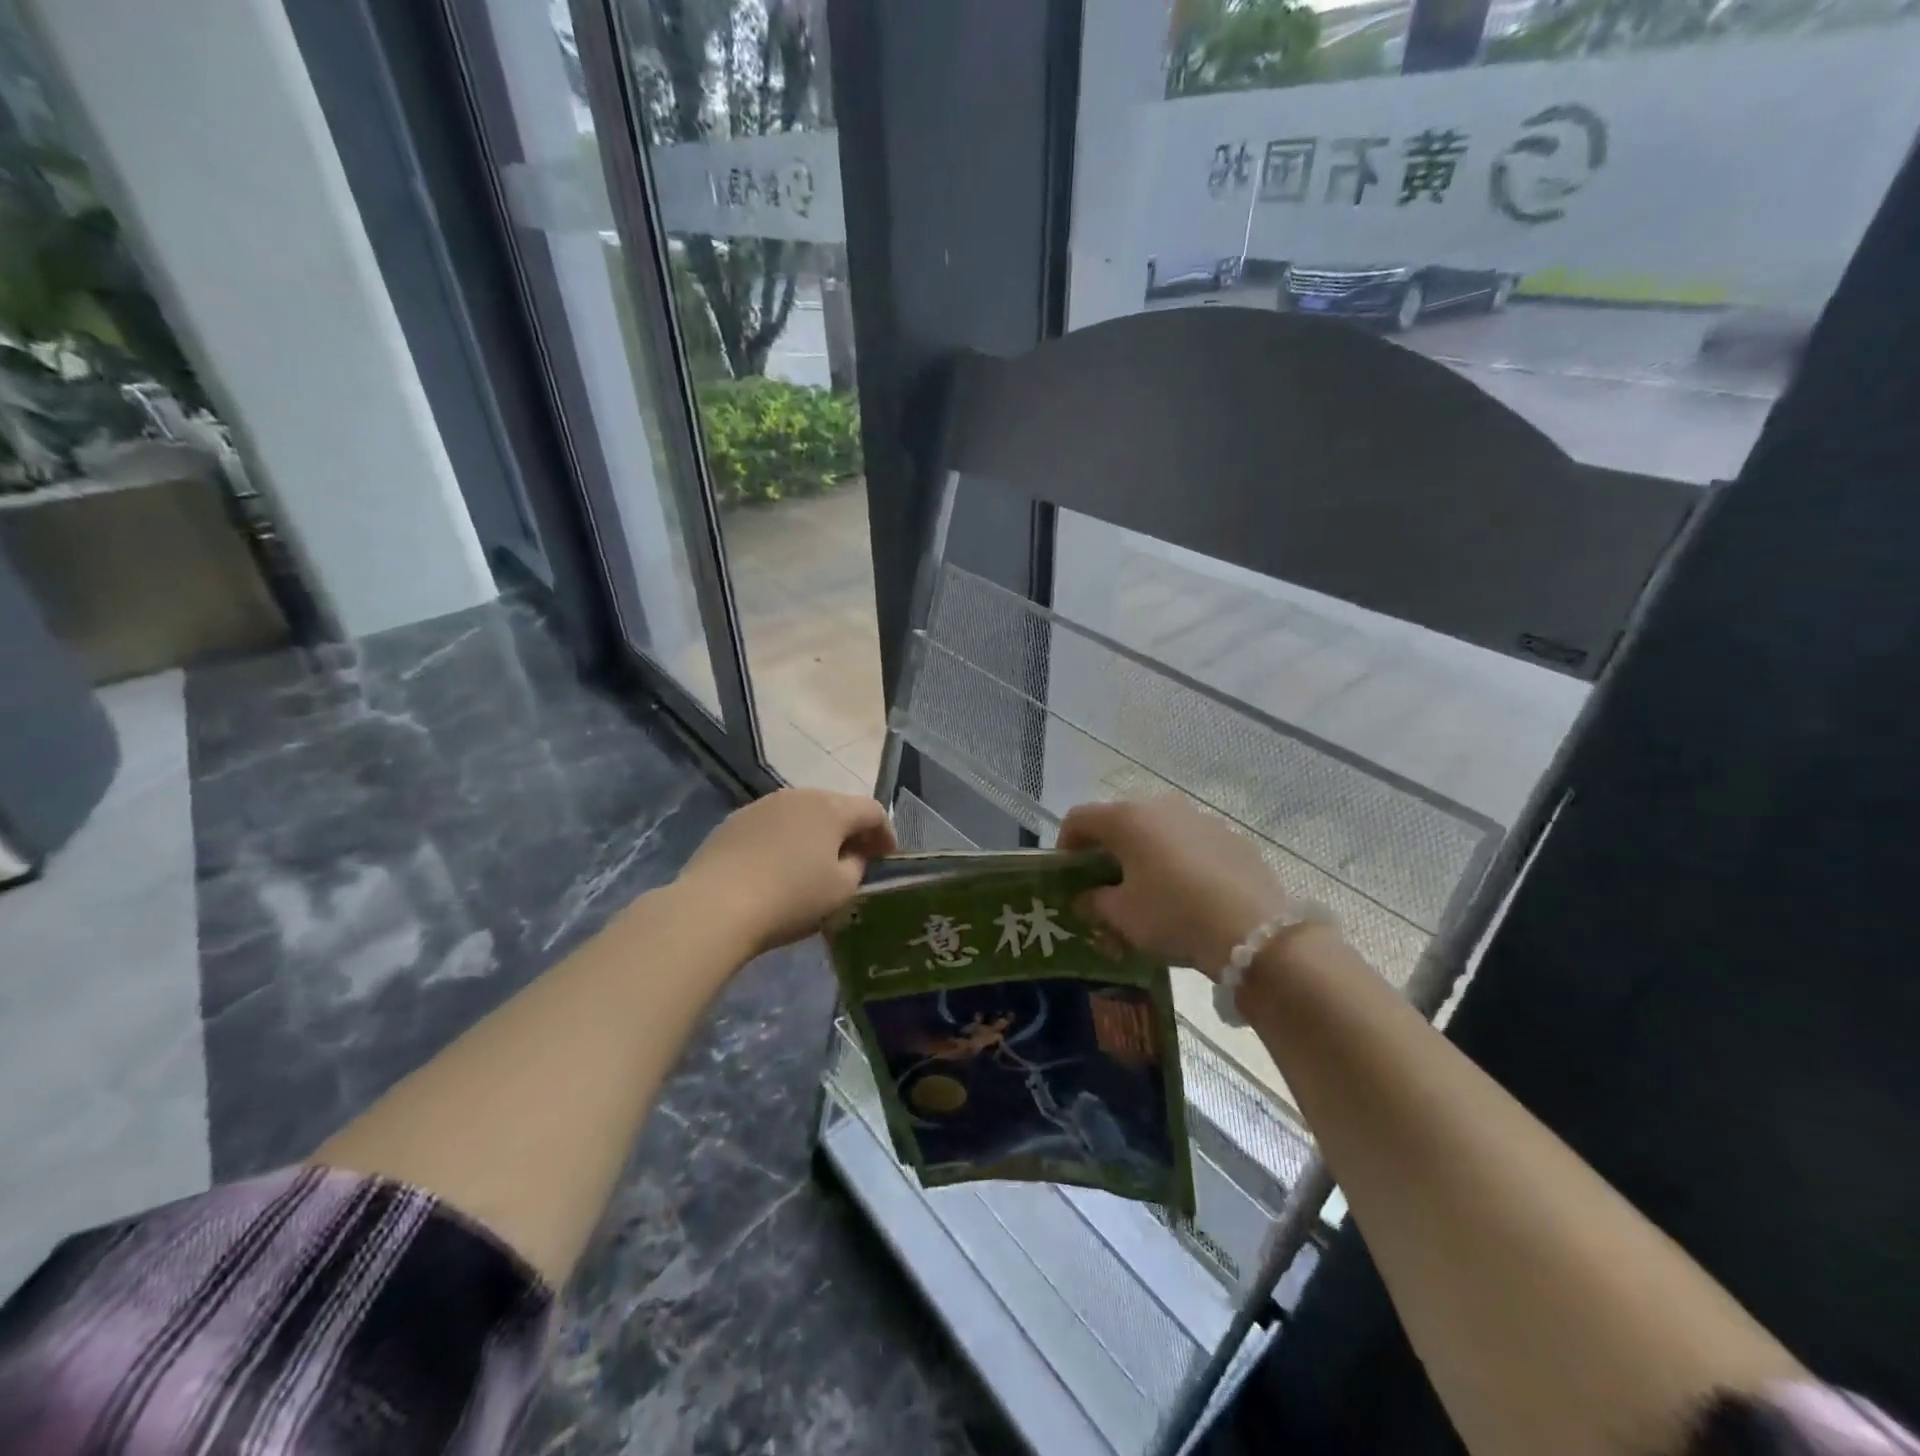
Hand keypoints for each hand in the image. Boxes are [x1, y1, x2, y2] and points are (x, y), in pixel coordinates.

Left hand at [677, 788, 895, 955]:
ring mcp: (762, 805)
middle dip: (850, 831)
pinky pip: (773, 825)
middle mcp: (798, 795)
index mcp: (831, 807)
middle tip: (856, 859)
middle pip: (836, 807)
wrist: (715, 906)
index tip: (888, 858)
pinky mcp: (734, 821)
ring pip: (802, 814)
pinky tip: (779, 867)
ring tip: (816, 863)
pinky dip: (786, 840)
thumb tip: (852, 856)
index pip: (872, 811)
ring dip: (816, 834)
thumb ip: (857, 867)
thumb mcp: (840, 890)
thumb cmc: (790, 897)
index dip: (885, 834)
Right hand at [1058, 797, 1288, 977]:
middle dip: (1107, 850)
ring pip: (1158, 831)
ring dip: (1145, 854)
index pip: (1079, 818)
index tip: (1067, 876)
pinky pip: (1191, 844)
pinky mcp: (1231, 837)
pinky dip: (1179, 861)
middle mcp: (1161, 806)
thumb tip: (1086, 898)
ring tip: (1149, 892)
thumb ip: (1095, 902)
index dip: (1065, 845)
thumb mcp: (1122, 916)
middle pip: (1120, 821)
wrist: (1253, 930)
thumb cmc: (1172, 915)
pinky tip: (1188, 895)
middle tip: (1105, 885)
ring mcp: (1200, 818)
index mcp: (1126, 819)